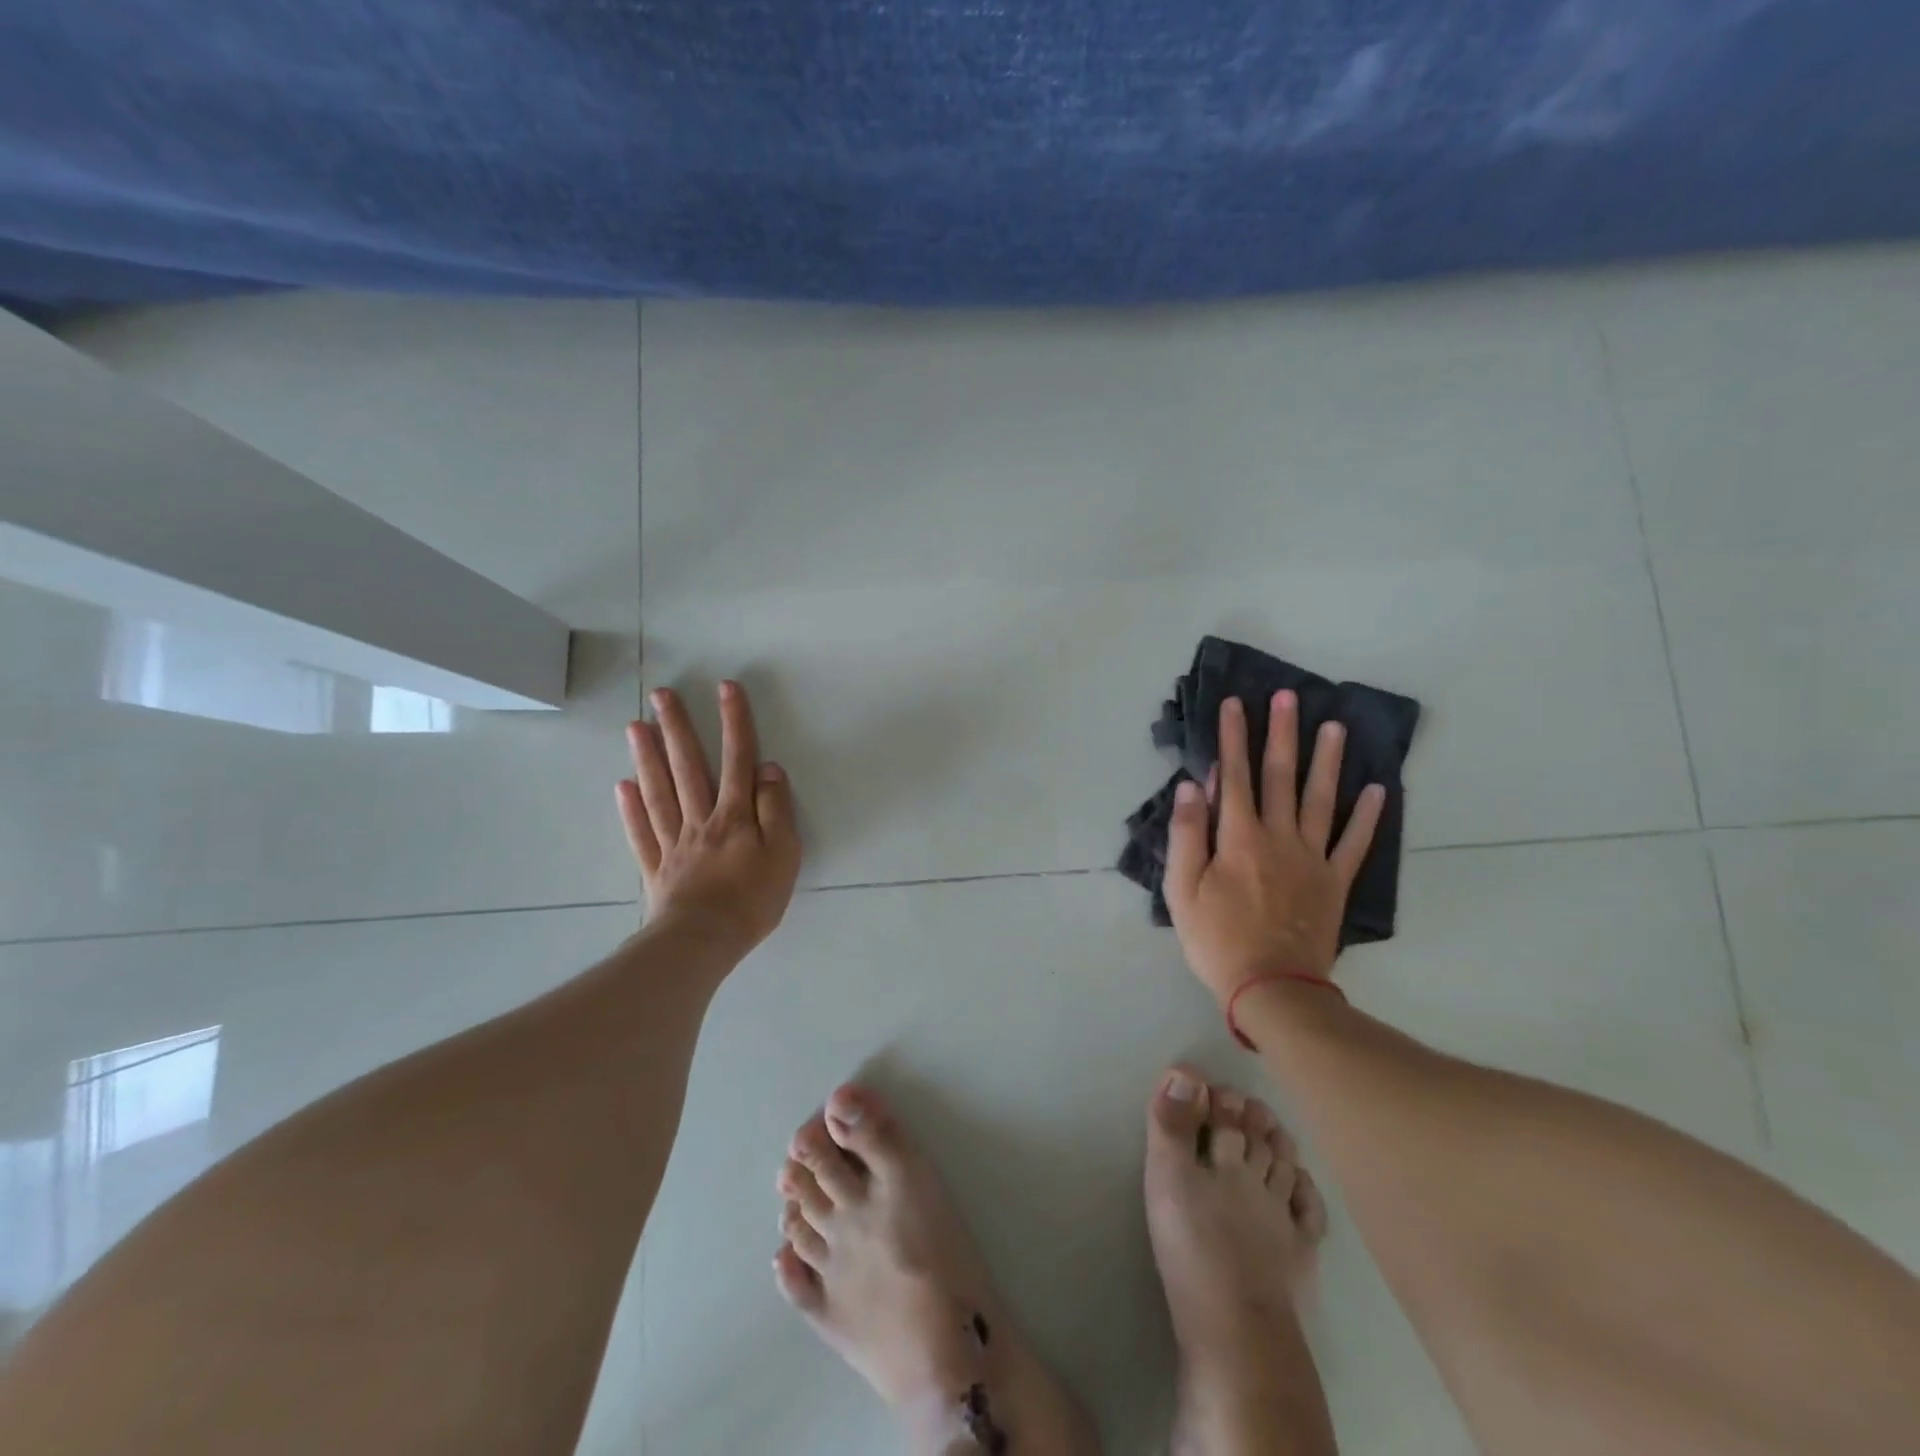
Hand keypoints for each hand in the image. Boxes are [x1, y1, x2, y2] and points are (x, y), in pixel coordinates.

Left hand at [616, 681, 801, 959]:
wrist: (704, 941)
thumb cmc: (753, 899)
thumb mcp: (783, 853)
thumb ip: (775, 810)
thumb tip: (768, 769)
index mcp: (735, 815)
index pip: (738, 760)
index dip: (734, 722)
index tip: (726, 688)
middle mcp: (701, 819)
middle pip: (688, 767)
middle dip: (678, 728)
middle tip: (662, 694)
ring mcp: (674, 842)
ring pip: (659, 792)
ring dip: (648, 757)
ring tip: (637, 726)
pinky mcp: (657, 867)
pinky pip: (641, 833)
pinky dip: (630, 809)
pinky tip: (622, 786)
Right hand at [1165, 691, 1385, 1007]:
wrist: (1272, 988)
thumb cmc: (1217, 940)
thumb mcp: (1182, 890)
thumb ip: (1187, 835)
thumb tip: (1193, 785)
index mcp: (1239, 838)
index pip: (1234, 776)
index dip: (1233, 738)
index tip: (1235, 704)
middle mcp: (1279, 837)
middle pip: (1280, 777)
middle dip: (1281, 734)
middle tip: (1289, 697)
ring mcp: (1312, 858)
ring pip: (1321, 800)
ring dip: (1327, 761)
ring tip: (1335, 727)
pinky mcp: (1335, 882)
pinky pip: (1355, 844)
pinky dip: (1368, 816)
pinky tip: (1378, 790)